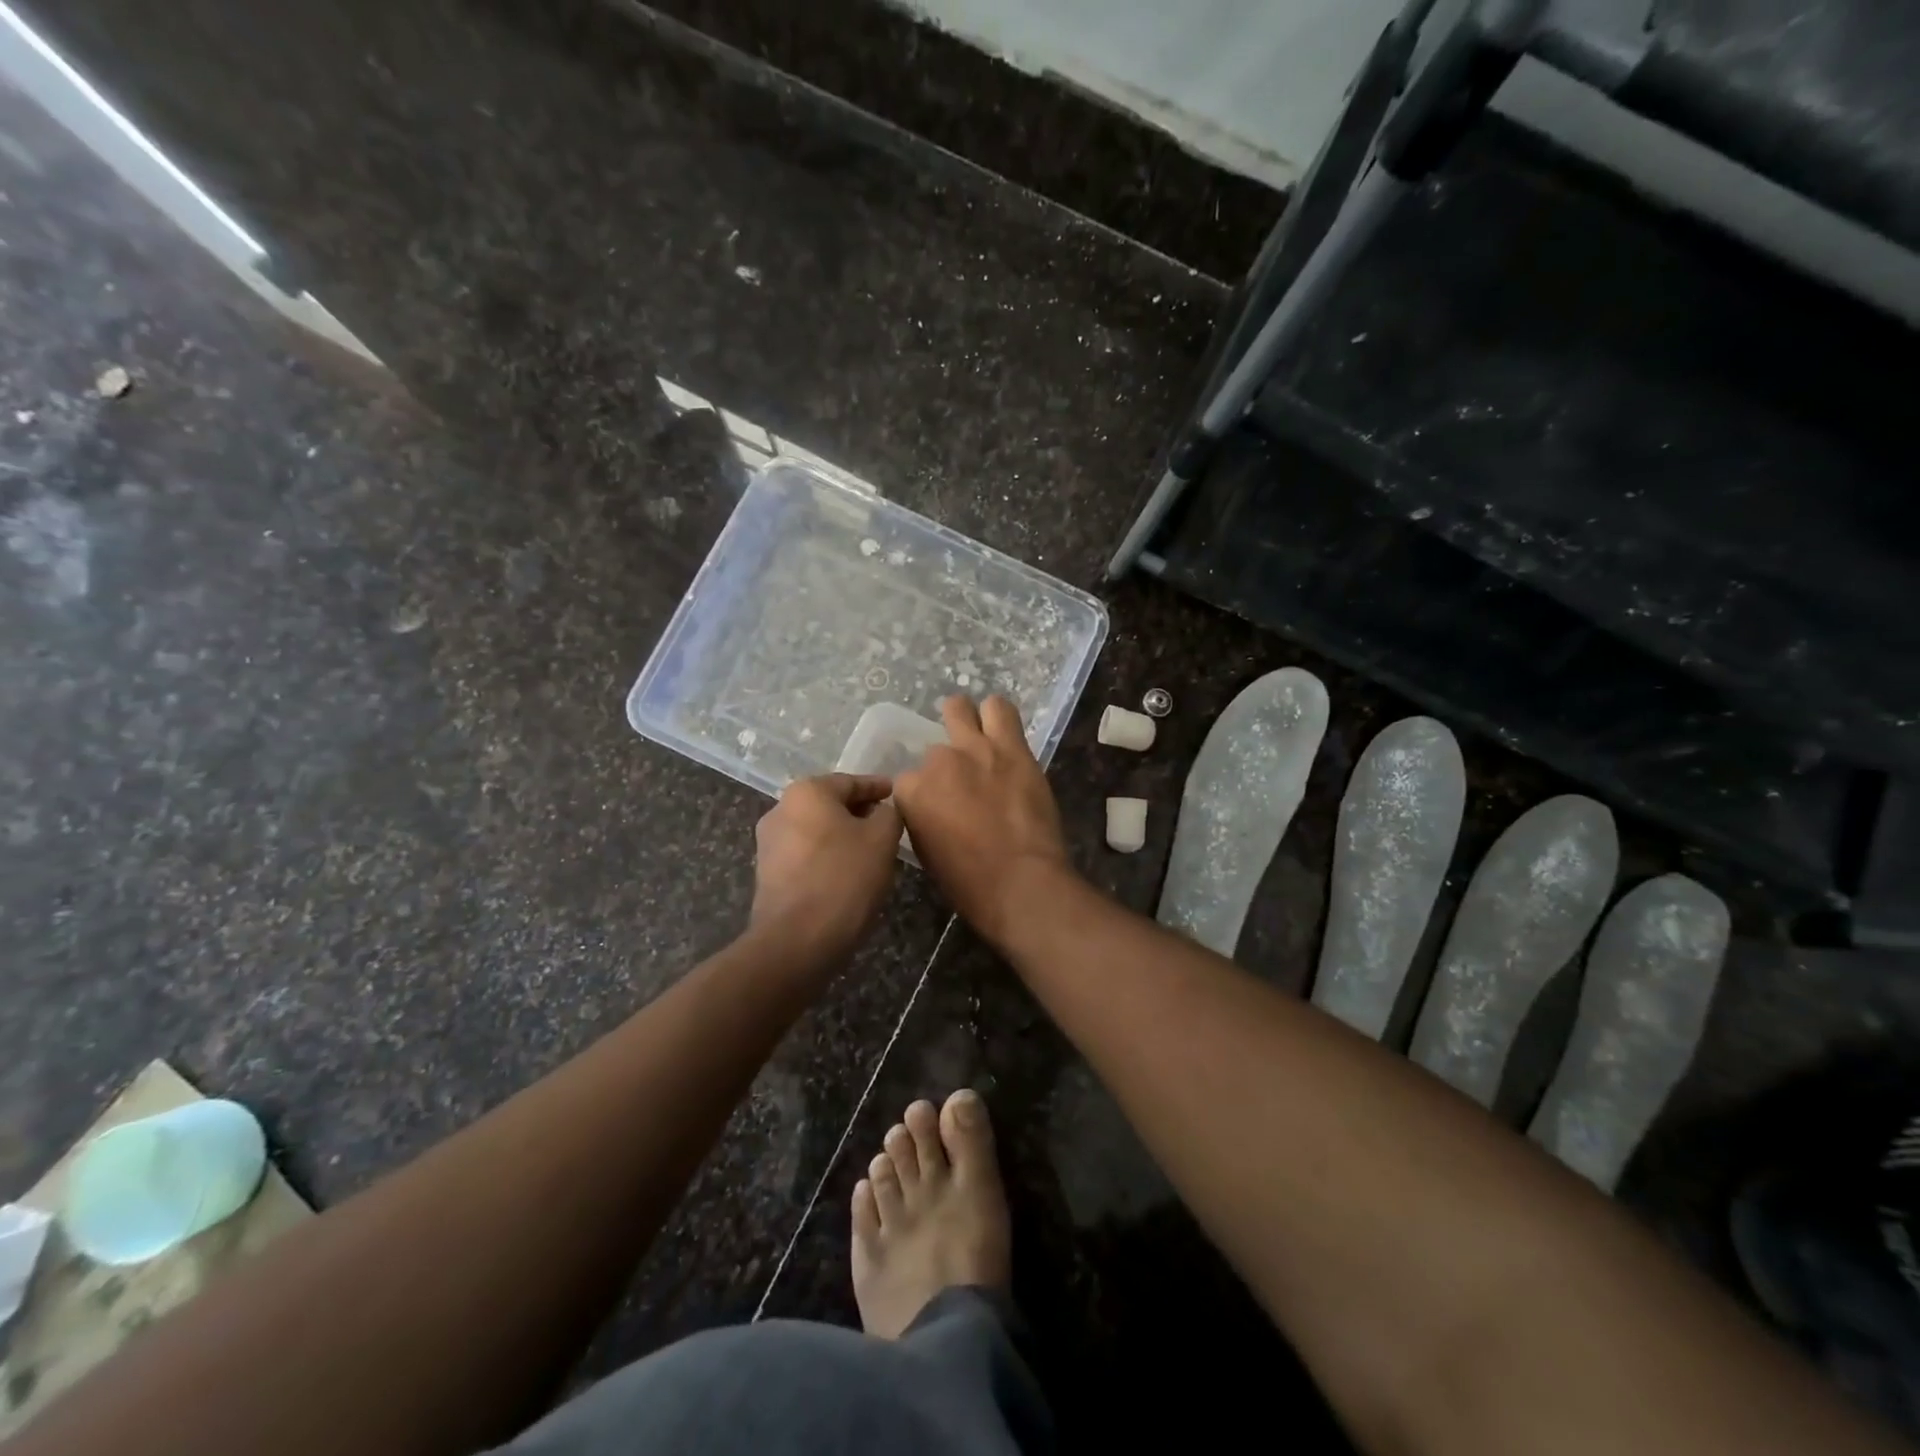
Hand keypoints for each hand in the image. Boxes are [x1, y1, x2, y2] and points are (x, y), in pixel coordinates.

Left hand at [751, 774, 903, 964]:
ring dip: (843, 837)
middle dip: (860, 813)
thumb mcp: (882, 839)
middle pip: (830, 805)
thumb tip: (883, 811)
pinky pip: (807, 856)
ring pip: (817, 831)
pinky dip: (828, 858)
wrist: (797, 941)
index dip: (878, 788)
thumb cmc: (844, 878)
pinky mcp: (768, 875)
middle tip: (889, 824)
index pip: (851, 782)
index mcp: (806, 792)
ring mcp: (769, 844)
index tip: (897, 794)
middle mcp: (780, 810)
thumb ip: (889, 814)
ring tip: (873, 852)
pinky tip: (849, 874)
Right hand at [893, 696, 1075, 949]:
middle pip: (934, 749)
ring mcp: (976, 749)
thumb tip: (931, 808)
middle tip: (961, 778)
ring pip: (960, 709)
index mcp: (911, 793)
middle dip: (944, 763)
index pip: (907, 781)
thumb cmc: (970, 884)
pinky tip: (1001, 729)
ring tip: (978, 737)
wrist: (1021, 883)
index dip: (923, 795)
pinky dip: (997, 715)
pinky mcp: (1013, 747)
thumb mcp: (928, 855)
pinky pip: (1001, 709)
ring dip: (965, 720)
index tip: (938, 808)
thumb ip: (922, 820)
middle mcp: (938, 762)